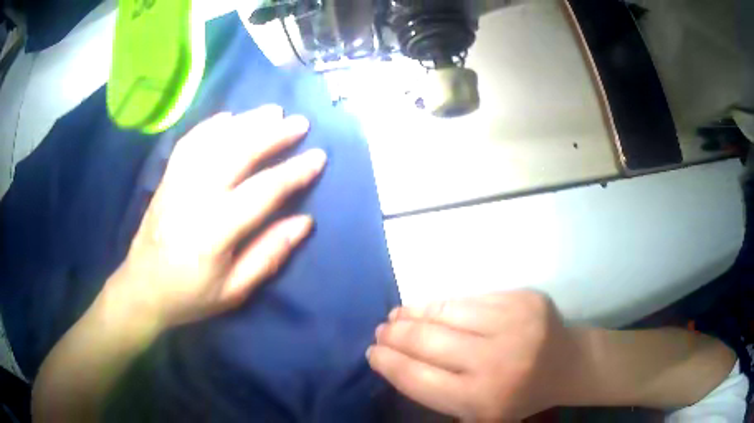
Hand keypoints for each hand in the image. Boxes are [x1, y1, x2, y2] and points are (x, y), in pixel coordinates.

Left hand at [108, 105, 326, 328]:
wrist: (142, 289)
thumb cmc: (191, 295)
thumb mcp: (234, 290)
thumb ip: (268, 254)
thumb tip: (305, 222)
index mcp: (215, 231)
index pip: (262, 192)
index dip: (293, 173)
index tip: (318, 157)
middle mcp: (194, 197)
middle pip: (237, 154)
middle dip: (272, 135)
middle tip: (299, 123)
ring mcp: (177, 182)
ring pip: (214, 141)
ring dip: (246, 122)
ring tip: (272, 112)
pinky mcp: (166, 178)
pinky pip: (189, 142)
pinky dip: (211, 126)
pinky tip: (229, 118)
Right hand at [367, 291, 581, 421]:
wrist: (567, 365)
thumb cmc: (517, 396)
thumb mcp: (476, 414)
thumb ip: (439, 394)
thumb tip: (398, 361)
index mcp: (482, 400)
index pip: (417, 378)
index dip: (388, 363)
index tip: (373, 353)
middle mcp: (497, 362)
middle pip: (427, 342)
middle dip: (395, 336)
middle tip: (381, 332)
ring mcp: (513, 324)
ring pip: (445, 312)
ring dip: (413, 314)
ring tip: (397, 315)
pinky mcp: (523, 298)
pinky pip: (469, 298)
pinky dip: (442, 304)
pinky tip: (429, 307)